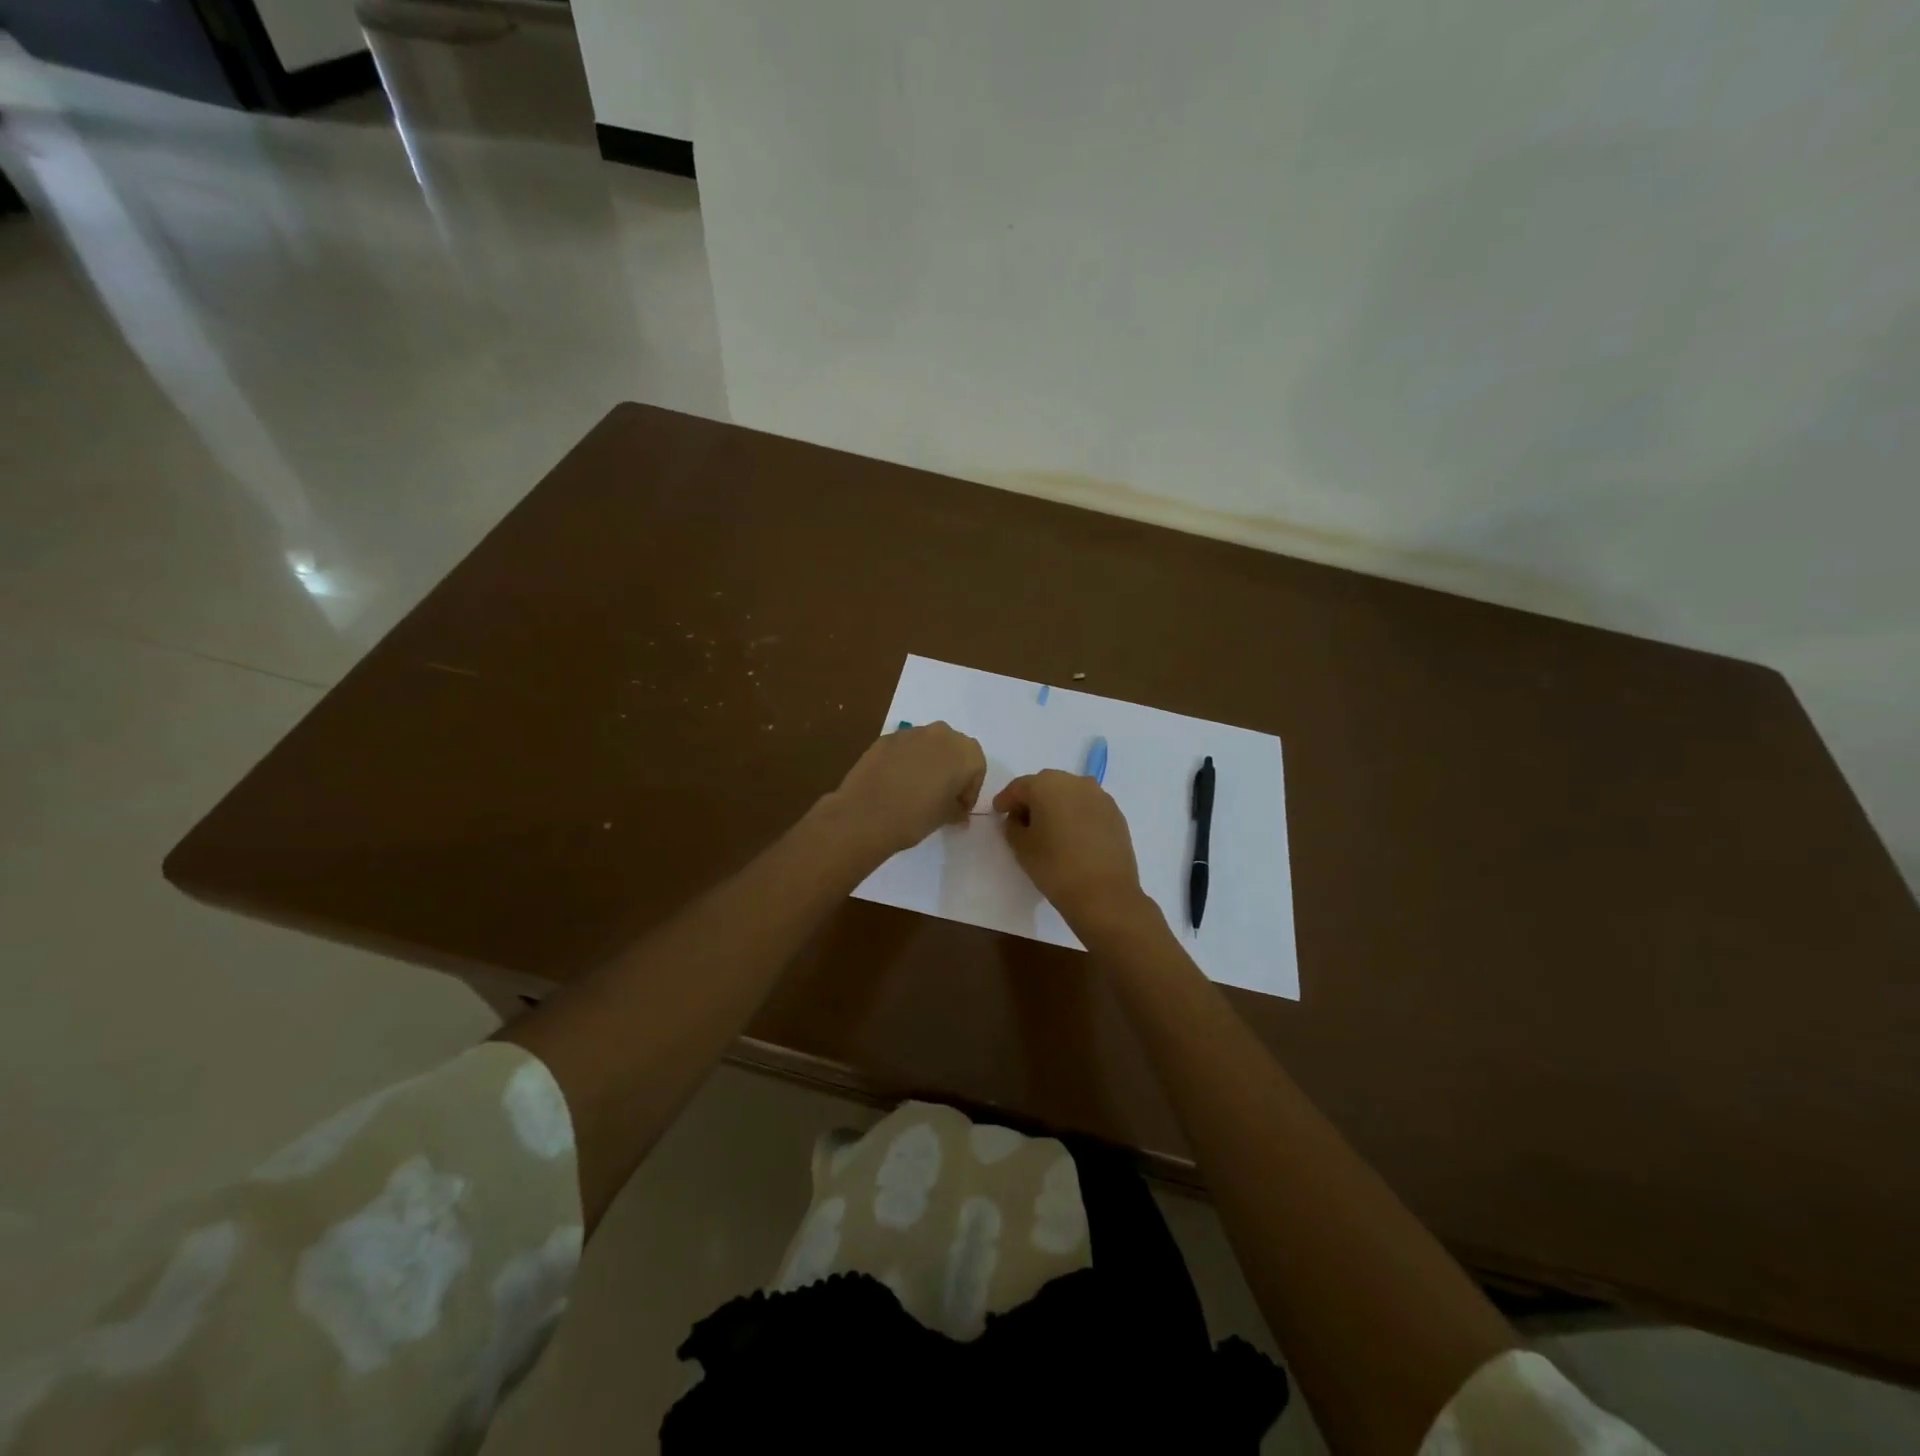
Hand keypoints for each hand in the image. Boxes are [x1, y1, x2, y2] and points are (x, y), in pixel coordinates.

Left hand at [823, 722, 986, 861]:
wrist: (866, 814)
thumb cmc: (916, 816)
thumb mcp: (945, 816)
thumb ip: (957, 809)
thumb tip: (958, 811)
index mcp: (965, 752)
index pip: (976, 769)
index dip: (969, 790)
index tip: (959, 808)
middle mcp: (942, 734)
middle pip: (954, 750)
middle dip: (952, 770)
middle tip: (942, 796)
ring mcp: (911, 732)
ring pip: (929, 745)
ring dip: (929, 762)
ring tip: (917, 789)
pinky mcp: (886, 738)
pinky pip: (905, 748)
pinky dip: (906, 761)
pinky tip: (896, 783)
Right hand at [994, 769, 1146, 928]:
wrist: (1105, 894)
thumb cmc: (1055, 867)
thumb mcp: (1021, 847)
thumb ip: (1012, 826)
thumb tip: (1018, 819)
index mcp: (1047, 785)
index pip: (1019, 787)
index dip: (1006, 800)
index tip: (998, 812)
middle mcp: (1075, 782)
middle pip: (1045, 785)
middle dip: (1031, 800)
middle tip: (1021, 821)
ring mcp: (1099, 796)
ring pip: (1069, 794)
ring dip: (1056, 805)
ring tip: (1049, 829)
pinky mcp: (1116, 813)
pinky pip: (1087, 807)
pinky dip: (1076, 815)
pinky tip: (1072, 835)